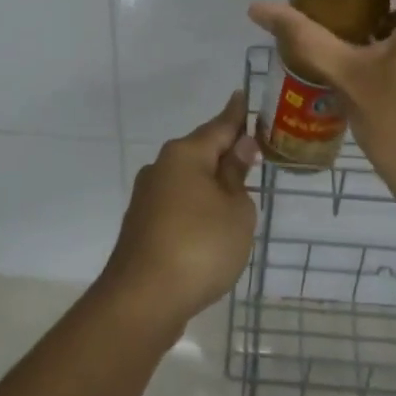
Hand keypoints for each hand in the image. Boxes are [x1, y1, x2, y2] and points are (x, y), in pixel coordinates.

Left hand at [99, 91, 259, 335]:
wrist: (142, 300)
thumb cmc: (200, 246)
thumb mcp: (235, 210)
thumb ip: (237, 176)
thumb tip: (239, 147)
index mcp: (185, 154)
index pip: (220, 125)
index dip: (236, 114)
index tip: (243, 95)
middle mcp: (161, 167)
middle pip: (201, 151)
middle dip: (225, 151)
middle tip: (253, 150)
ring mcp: (147, 197)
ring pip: (188, 179)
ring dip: (211, 182)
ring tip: (238, 190)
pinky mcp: (142, 225)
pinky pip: (178, 203)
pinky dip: (197, 206)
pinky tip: (211, 222)